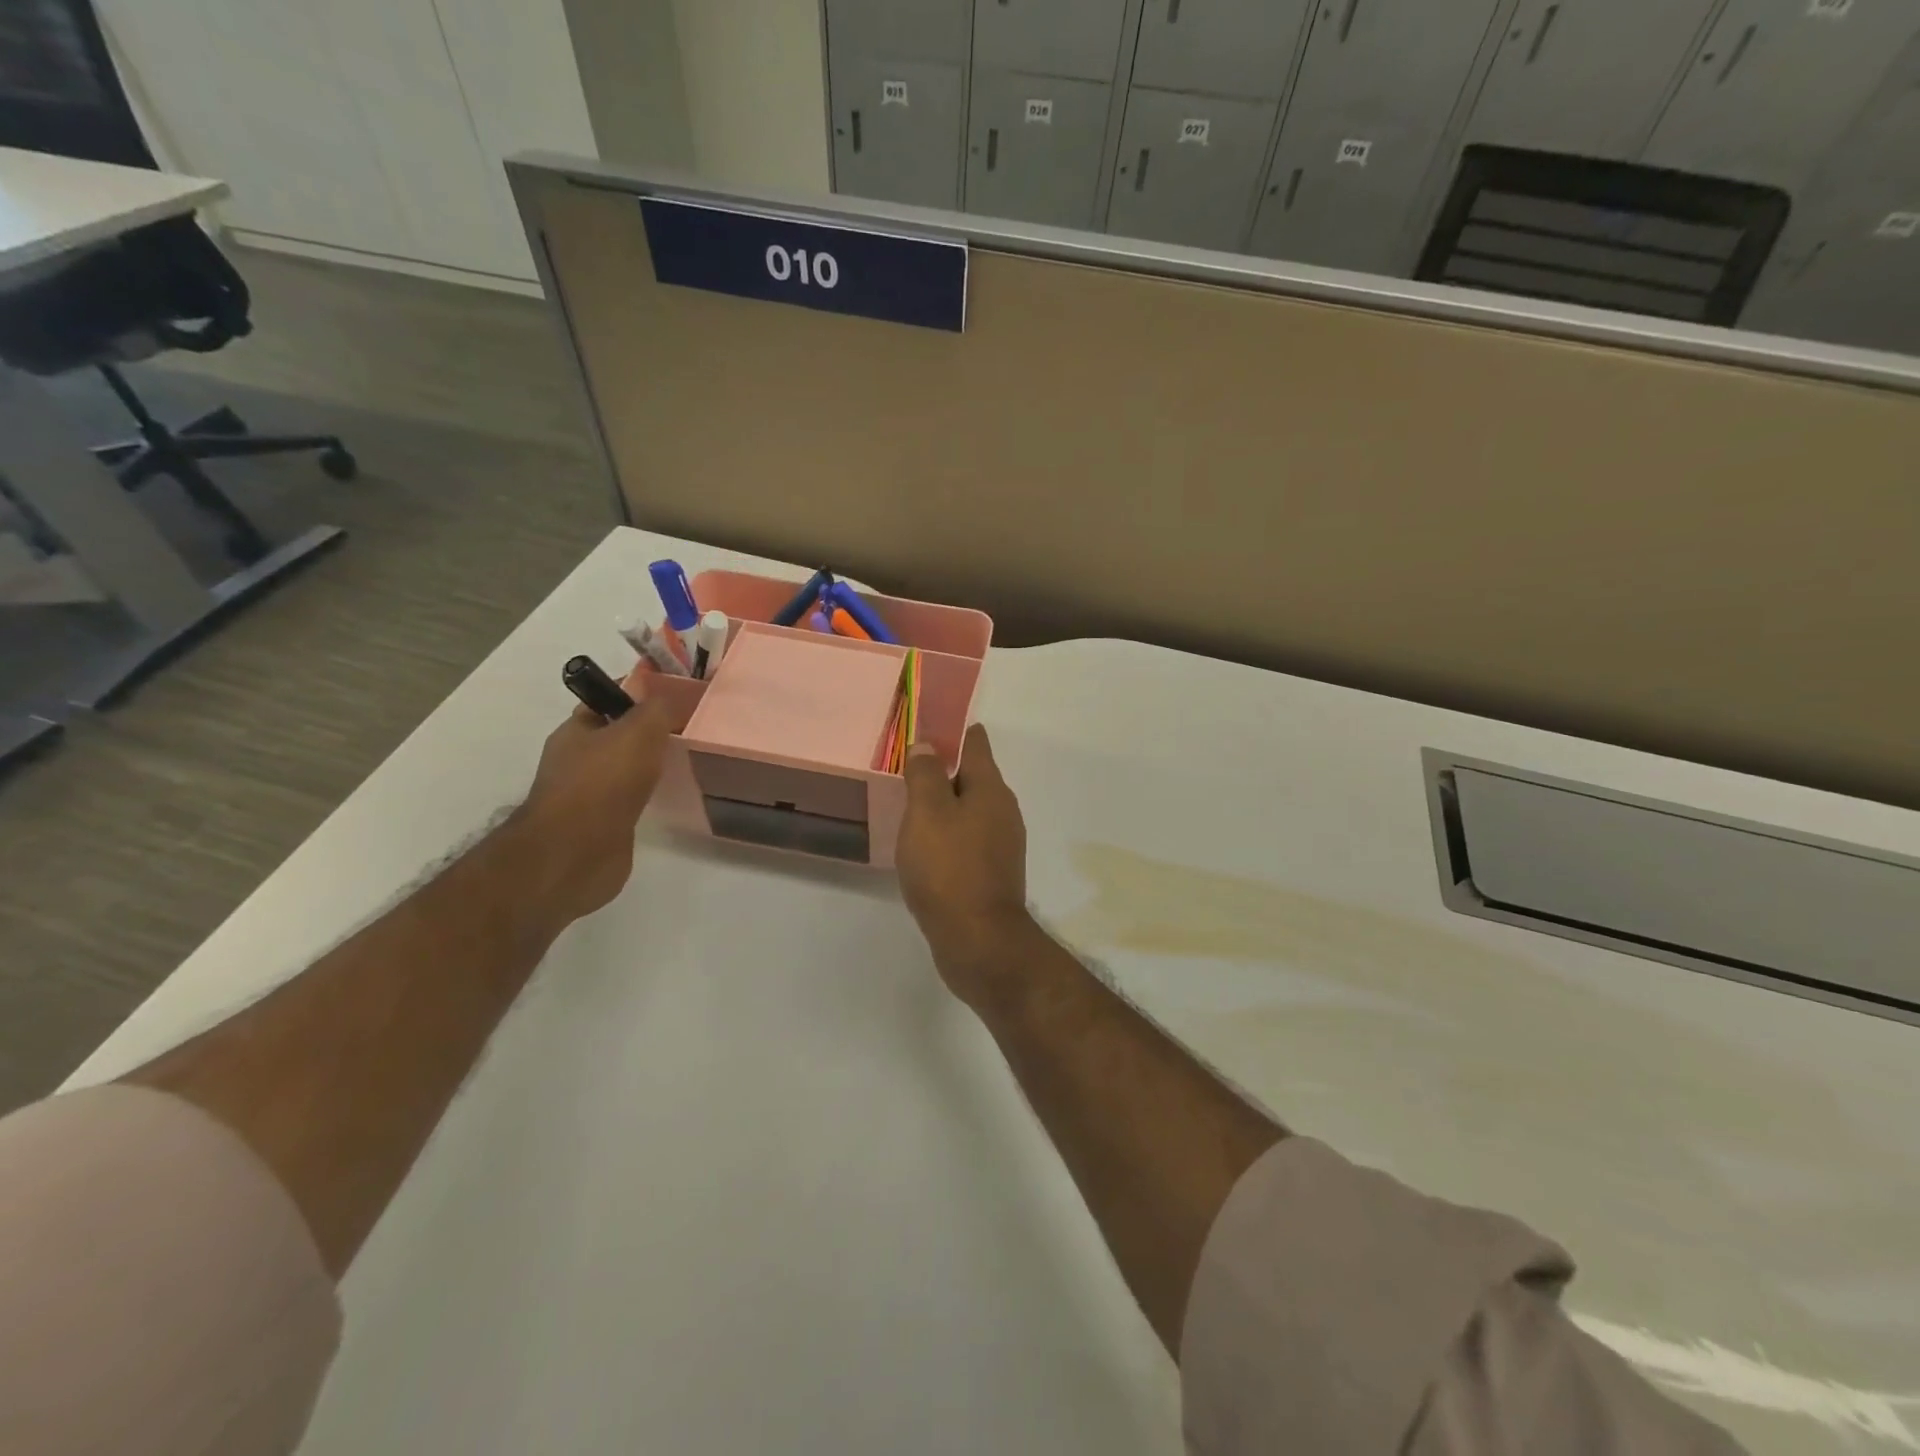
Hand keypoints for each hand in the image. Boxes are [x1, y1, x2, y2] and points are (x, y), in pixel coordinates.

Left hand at [515, 678, 671, 923]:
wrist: (576, 855)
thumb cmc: (602, 784)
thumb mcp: (637, 732)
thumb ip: (656, 709)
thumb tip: (669, 695)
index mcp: (575, 732)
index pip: (608, 700)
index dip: (640, 693)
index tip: (677, 695)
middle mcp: (577, 761)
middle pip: (618, 736)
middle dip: (650, 732)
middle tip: (689, 730)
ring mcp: (588, 796)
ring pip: (626, 769)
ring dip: (651, 766)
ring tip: (686, 762)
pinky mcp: (604, 825)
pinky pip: (632, 800)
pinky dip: (650, 795)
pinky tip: (671, 796)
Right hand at [897, 724, 1033, 1008]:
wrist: (978, 940)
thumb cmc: (949, 868)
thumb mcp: (927, 813)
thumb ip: (926, 775)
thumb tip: (928, 744)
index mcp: (991, 789)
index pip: (975, 744)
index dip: (954, 731)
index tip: (929, 725)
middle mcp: (1003, 811)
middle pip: (973, 777)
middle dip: (945, 769)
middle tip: (909, 766)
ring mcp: (1001, 844)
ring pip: (970, 810)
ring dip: (946, 804)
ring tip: (912, 803)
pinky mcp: (992, 873)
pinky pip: (967, 839)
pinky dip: (948, 833)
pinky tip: (926, 845)